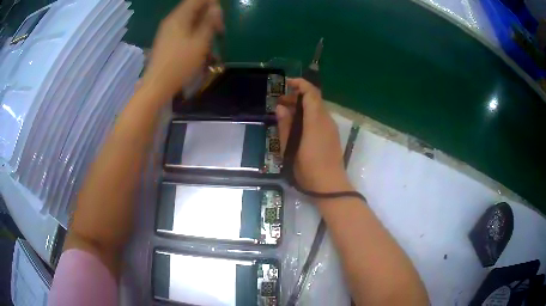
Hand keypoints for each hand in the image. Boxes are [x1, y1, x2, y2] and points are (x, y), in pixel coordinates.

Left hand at [143, 0, 222, 96]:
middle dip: (209, 14)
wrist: (157, 85)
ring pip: (189, 18)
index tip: (220, 16)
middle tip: (219, 29)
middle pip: (194, 7)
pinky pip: (184, 28)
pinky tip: (200, 43)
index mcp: (179, 17)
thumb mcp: (200, 42)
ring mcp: (167, 30)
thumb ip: (209, 22)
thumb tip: (216, 8)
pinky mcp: (166, 39)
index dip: (212, 3)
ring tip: (212, 38)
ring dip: (203, 24)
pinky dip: (195, 31)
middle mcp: (172, 19)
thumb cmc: (180, 64)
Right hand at [276, 78, 353, 193]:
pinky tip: (297, 126)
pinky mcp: (332, 135)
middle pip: (314, 99)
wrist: (329, 186)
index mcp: (316, 121)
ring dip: (302, 107)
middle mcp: (326, 120)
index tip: (286, 83)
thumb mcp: (290, 148)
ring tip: (286, 114)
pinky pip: (320, 118)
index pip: (311, 93)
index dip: (300, 84)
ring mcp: (331, 128)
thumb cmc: (307, 168)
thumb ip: (285, 125)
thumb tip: (281, 107)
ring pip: (317, 109)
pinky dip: (308, 115)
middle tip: (280, 102)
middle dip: (297, 96)